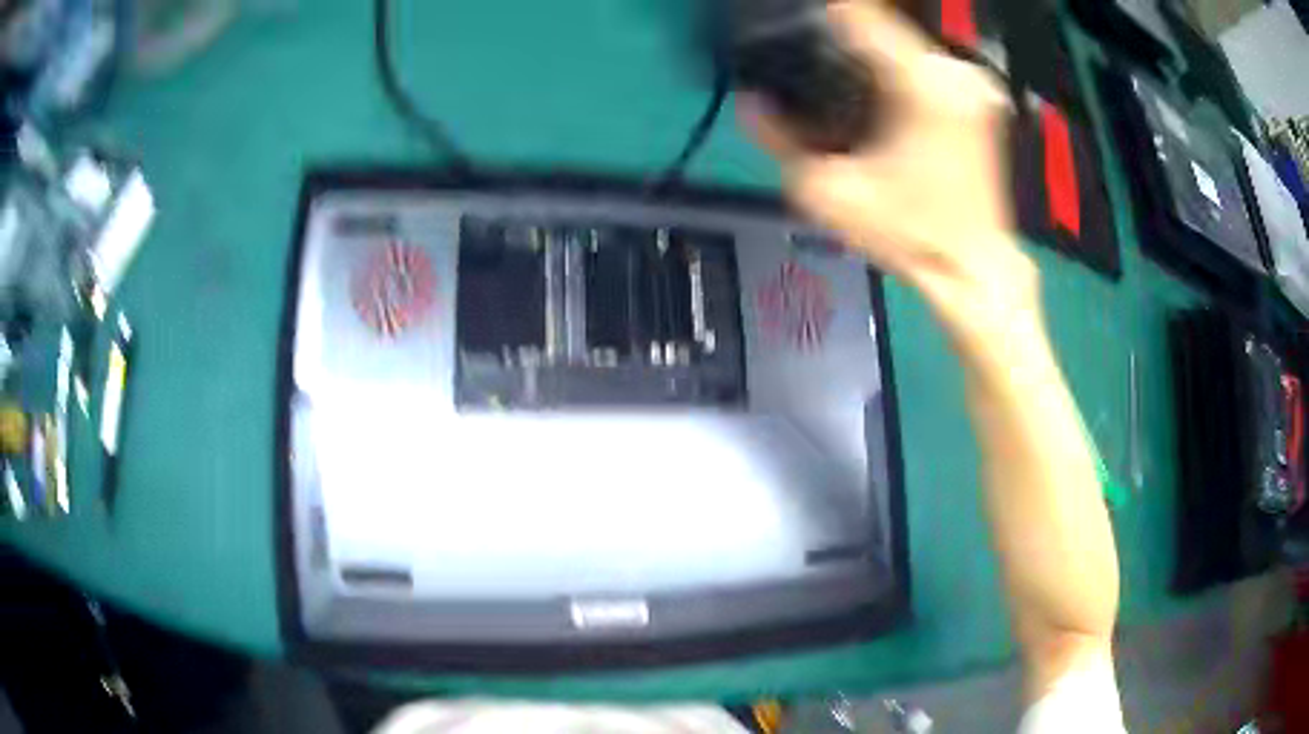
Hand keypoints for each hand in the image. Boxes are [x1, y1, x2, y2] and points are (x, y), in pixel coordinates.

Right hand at [740, 0, 1037, 339]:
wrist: (975, 272)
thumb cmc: (909, 236)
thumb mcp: (829, 193)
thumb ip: (780, 139)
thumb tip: (751, 102)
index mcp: (921, 83)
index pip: (857, 14)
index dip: (817, 16)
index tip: (789, 25)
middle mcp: (953, 72)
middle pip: (880, 29)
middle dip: (840, 40)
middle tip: (807, 61)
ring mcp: (972, 85)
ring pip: (902, 46)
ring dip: (867, 55)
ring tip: (836, 77)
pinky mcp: (979, 100)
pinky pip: (924, 67)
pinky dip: (894, 72)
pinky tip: (874, 96)